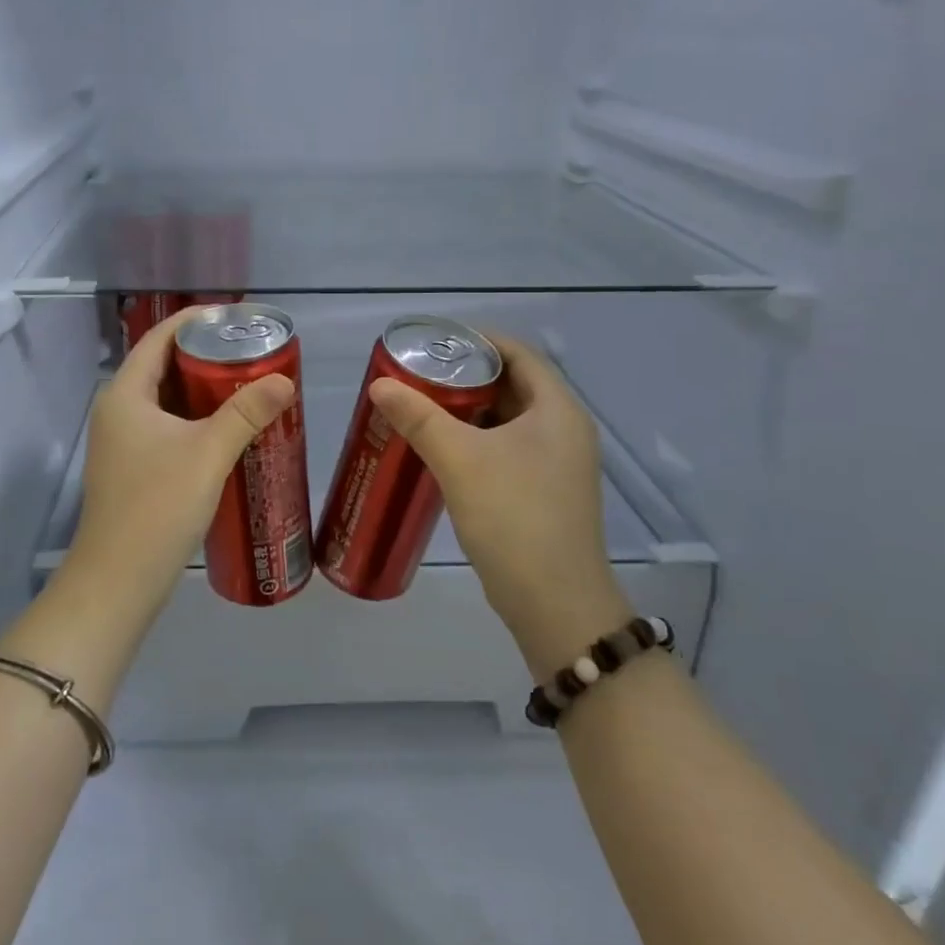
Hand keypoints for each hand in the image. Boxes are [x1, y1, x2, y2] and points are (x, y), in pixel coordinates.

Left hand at [67, 308, 295, 599]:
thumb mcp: (208, 453)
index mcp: (125, 393)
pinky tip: (229, 430)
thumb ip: (246, 413)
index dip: (196, 320)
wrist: (119, 580)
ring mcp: (122, 442)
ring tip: (248, 385)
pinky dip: (196, 420)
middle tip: (252, 352)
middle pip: (163, 366)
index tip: (236, 317)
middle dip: (206, 355)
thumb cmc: (158, 506)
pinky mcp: (133, 468)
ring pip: (167, 400)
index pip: (159, 337)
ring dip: (203, 390)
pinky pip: (167, 427)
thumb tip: (284, 380)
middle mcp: (118, 410)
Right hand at [368, 336, 632, 677]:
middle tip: (418, 374)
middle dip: (465, 376)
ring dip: (468, 410)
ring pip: (507, 419)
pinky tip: (441, 449)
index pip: (518, 352)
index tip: (433, 341)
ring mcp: (557, 463)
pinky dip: (476, 440)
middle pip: (512, 384)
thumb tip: (380, 384)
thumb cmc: (514, 517)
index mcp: (558, 409)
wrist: (555, 604)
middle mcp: (564, 429)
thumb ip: (419, 418)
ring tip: (421, 406)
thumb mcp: (461, 460)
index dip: (477, 340)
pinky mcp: (543, 491)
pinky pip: (506, 448)